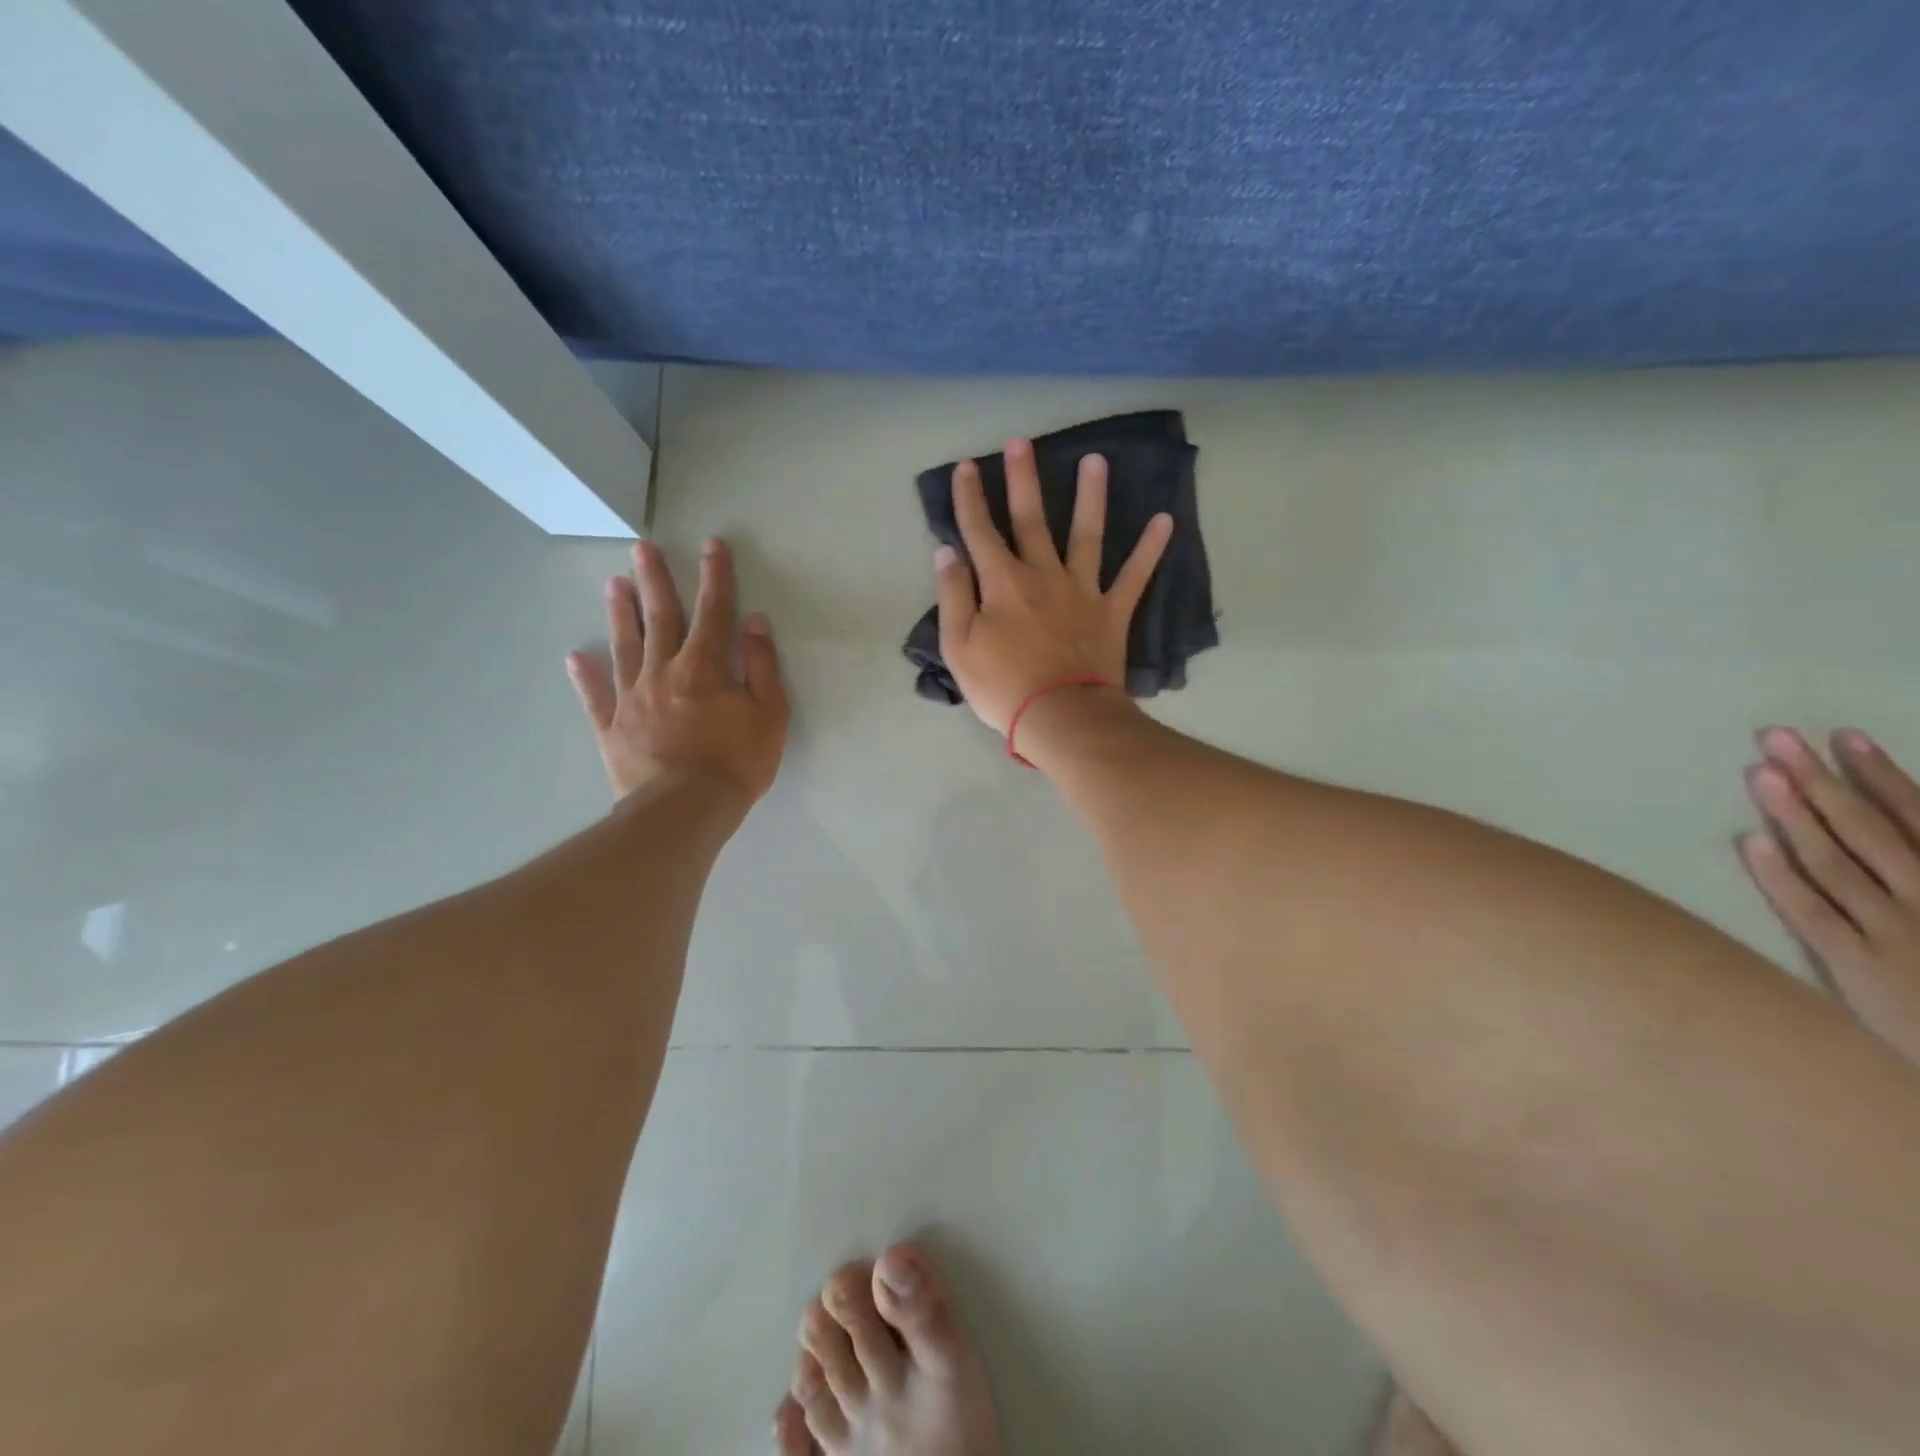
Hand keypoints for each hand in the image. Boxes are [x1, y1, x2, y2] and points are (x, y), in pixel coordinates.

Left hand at [567, 538, 788, 805]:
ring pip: (625, 645)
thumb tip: (754, 621)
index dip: (715, 576)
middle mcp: (663, 671)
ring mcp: (632, 698)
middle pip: (660, 617)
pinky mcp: (612, 727)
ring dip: (621, 613)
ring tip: (614, 585)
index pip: (713, 611)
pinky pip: (596, 696)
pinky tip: (576, 656)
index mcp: (704, 667)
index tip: (712, 545)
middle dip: (655, 580)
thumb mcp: (770, 714)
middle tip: (642, 547)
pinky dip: (586, 675)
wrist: (685, 810)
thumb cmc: (736, 763)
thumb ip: (762, 665)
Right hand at [935, 439, 1172, 736]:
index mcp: (1002, 583)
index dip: (969, 498)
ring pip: (1086, 534)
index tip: (966, 466)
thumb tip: (947, 552)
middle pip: (1030, 520)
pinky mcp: (1112, 611)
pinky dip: (1150, 549)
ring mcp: (1082, 590)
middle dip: (1022, 480)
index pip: (979, 531)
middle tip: (1022, 442)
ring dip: (1090, 496)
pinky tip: (1165, 520)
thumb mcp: (960, 647)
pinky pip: (1134, 575)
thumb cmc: (1003, 687)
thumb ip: (954, 596)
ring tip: (1096, 460)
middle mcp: (1042, 575)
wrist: (1061, 717)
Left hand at [1740, 725, 1919, 1062]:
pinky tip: (1750, 842)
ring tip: (1761, 774)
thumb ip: (1918, 861)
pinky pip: (1813, 914)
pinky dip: (1781, 877)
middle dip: (1822, 779)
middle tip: (1776, 737)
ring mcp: (1898, 934)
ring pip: (1835, 863)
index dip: (1882, 775)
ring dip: (1796, 816)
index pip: (1919, 818)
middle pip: (1869, 829)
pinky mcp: (1860, 968)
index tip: (1842, 735)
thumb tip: (1897, 818)